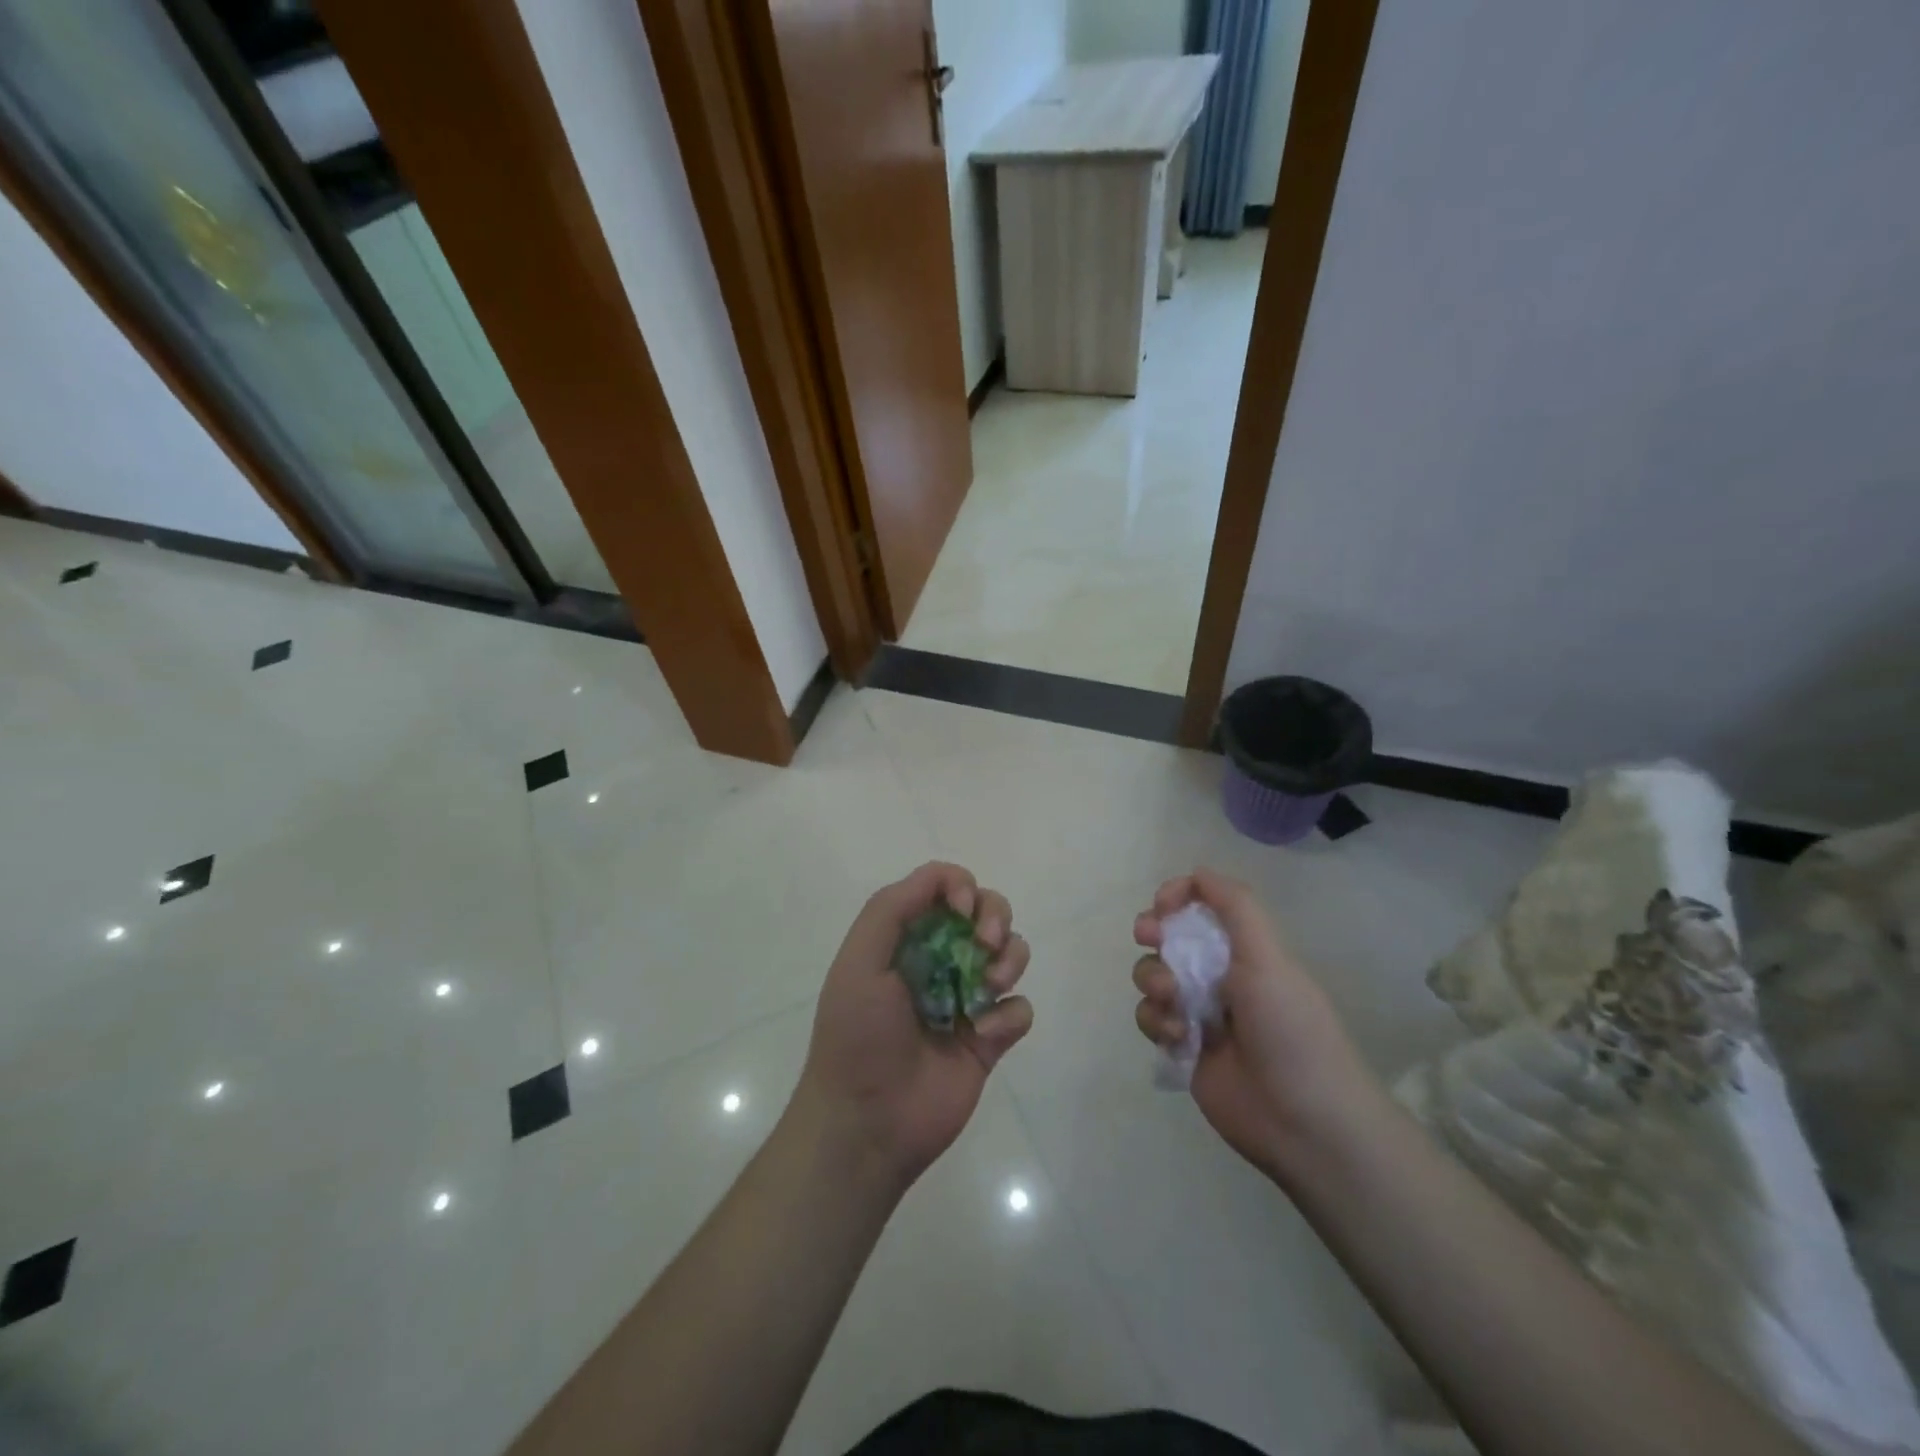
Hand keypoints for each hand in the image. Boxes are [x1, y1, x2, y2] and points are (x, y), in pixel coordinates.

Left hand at [796, 862, 1032, 1189]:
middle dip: (995, 916)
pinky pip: (1020, 1008)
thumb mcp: (859, 961)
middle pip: (987, 910)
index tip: (961, 911)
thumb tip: (942, 877)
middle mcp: (940, 959)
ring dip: (1010, 959)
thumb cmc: (857, 1035)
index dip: (961, 886)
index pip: (944, 887)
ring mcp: (967, 998)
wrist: (867, 1124)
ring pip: (1012, 952)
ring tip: (987, 990)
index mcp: (906, 938)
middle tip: (984, 944)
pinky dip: (1009, 1015)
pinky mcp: (990, 1039)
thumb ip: (892, 908)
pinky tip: (982, 1036)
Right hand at [1133, 868, 1378, 1183]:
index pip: (1202, 904)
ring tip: (1175, 1004)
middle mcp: (1219, 974)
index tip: (1163, 906)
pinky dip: (1157, 1021)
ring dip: (1154, 982)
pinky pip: (1150, 1017)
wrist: (1303, 1121)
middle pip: (1168, 936)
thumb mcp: (1269, 958)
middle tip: (1148, 937)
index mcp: (1244, 948)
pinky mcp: (1182, 1047)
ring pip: (1152, 976)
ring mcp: (1198, 1011)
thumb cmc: (1290, 1029)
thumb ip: (1236, 907)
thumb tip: (1199, 871)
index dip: (1178, 896)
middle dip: (1153, 933)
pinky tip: (1179, 1038)